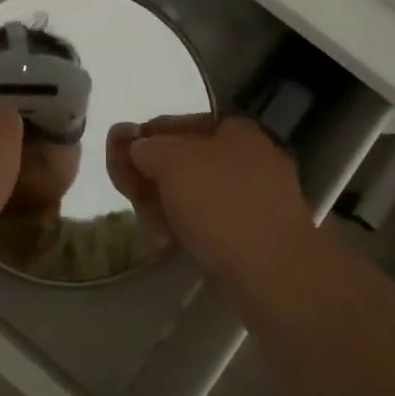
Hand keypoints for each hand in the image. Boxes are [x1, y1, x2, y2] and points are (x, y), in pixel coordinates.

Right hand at [118, 115, 312, 277]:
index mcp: (234, 128)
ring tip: (153, 231)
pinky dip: (187, 228)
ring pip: (194, 194)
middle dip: (150, 178)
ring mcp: (256, 197)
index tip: (118, 163)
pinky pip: (211, 221)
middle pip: (182, 161)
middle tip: (130, 198)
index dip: (141, 139)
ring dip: (164, 206)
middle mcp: (248, 156)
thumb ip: (146, 147)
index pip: (174, 124)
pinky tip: (170, 244)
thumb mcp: (171, 161)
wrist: (276, 271)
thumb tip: (137, 147)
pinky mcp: (258, 234)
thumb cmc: (222, 202)